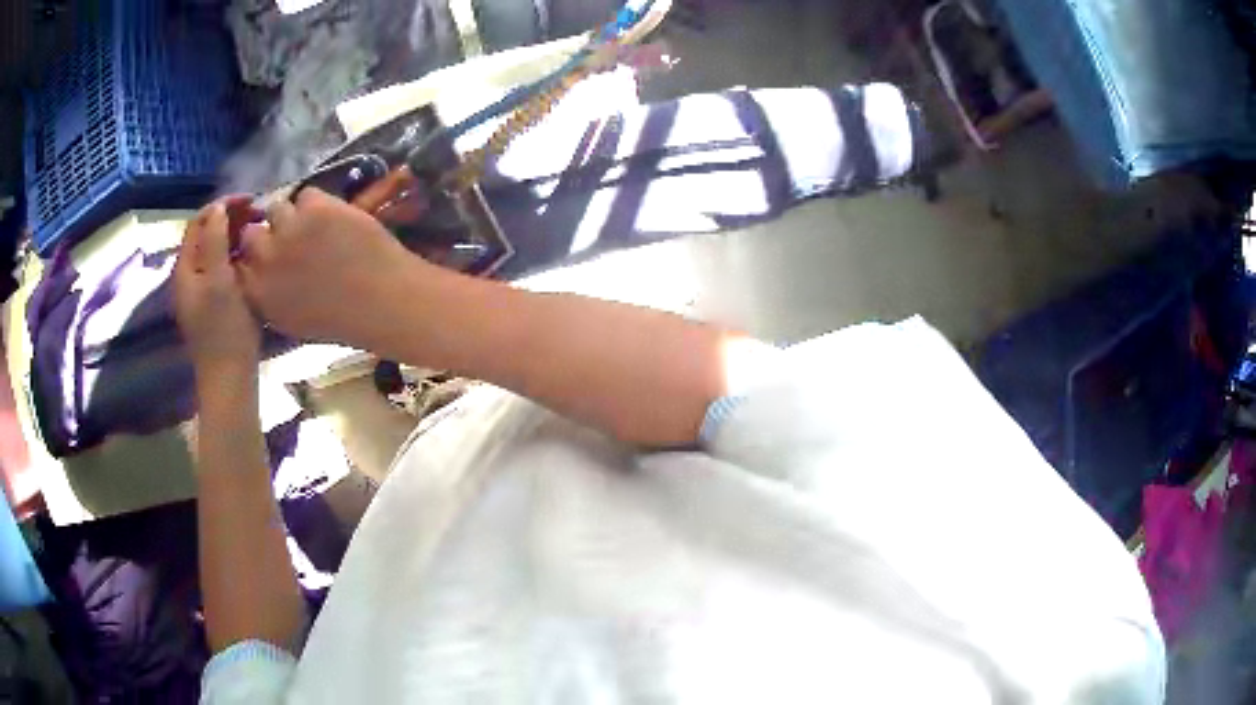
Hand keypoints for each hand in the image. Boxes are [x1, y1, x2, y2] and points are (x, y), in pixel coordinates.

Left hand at [175, 198, 261, 377]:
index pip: (199, 222)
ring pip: (215, 251)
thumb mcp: (219, 280)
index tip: (252, 201)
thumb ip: (215, 241)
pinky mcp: (214, 304)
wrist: (230, 378)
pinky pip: (222, 268)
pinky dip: (237, 256)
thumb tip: (218, 208)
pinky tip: (254, 259)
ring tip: (260, 234)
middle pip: (206, 234)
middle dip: (231, 219)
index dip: (223, 205)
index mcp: (185, 268)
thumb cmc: (225, 329)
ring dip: (235, 236)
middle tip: (260, 215)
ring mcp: (200, 292)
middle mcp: (189, 276)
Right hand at [236, 187, 421, 345]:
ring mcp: (290, 229)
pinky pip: (307, 194)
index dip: (251, 256)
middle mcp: (266, 258)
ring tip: (313, 227)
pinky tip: (333, 219)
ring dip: (291, 216)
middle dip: (268, 233)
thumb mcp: (290, 319)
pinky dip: (318, 203)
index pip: (237, 263)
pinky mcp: (316, 207)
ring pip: (277, 208)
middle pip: (251, 232)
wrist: (384, 300)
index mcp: (258, 293)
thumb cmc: (340, 319)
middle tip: (288, 238)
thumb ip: (266, 294)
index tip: (264, 255)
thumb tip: (256, 273)